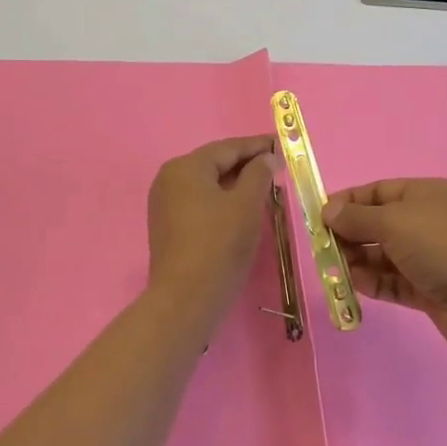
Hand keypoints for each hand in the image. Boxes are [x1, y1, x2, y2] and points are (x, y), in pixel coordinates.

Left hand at [146, 135, 276, 327]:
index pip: (228, 148)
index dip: (257, 146)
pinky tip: (242, 207)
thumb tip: (266, 158)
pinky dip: (222, 200)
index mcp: (185, 167)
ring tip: (265, 185)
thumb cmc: (219, 245)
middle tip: (277, 166)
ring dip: (236, 183)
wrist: (186, 300)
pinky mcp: (168, 226)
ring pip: (208, 184)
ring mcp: (165, 204)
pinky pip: (200, 202)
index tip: (282, 145)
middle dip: (247, 164)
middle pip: (215, 163)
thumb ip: (259, 174)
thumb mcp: (246, 205)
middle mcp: (169, 179)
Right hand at [322, 179, 446, 358]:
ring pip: (386, 255)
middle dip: (350, 234)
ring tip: (334, 270)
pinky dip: (375, 282)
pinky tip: (355, 285)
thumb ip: (357, 218)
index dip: (348, 202)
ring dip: (359, 260)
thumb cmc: (441, 246)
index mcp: (427, 194)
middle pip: (380, 223)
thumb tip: (328, 211)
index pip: (379, 191)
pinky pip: (395, 281)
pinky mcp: (432, 290)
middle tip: (322, 249)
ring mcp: (433, 257)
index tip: (319, 217)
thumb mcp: (393, 222)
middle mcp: (430, 221)